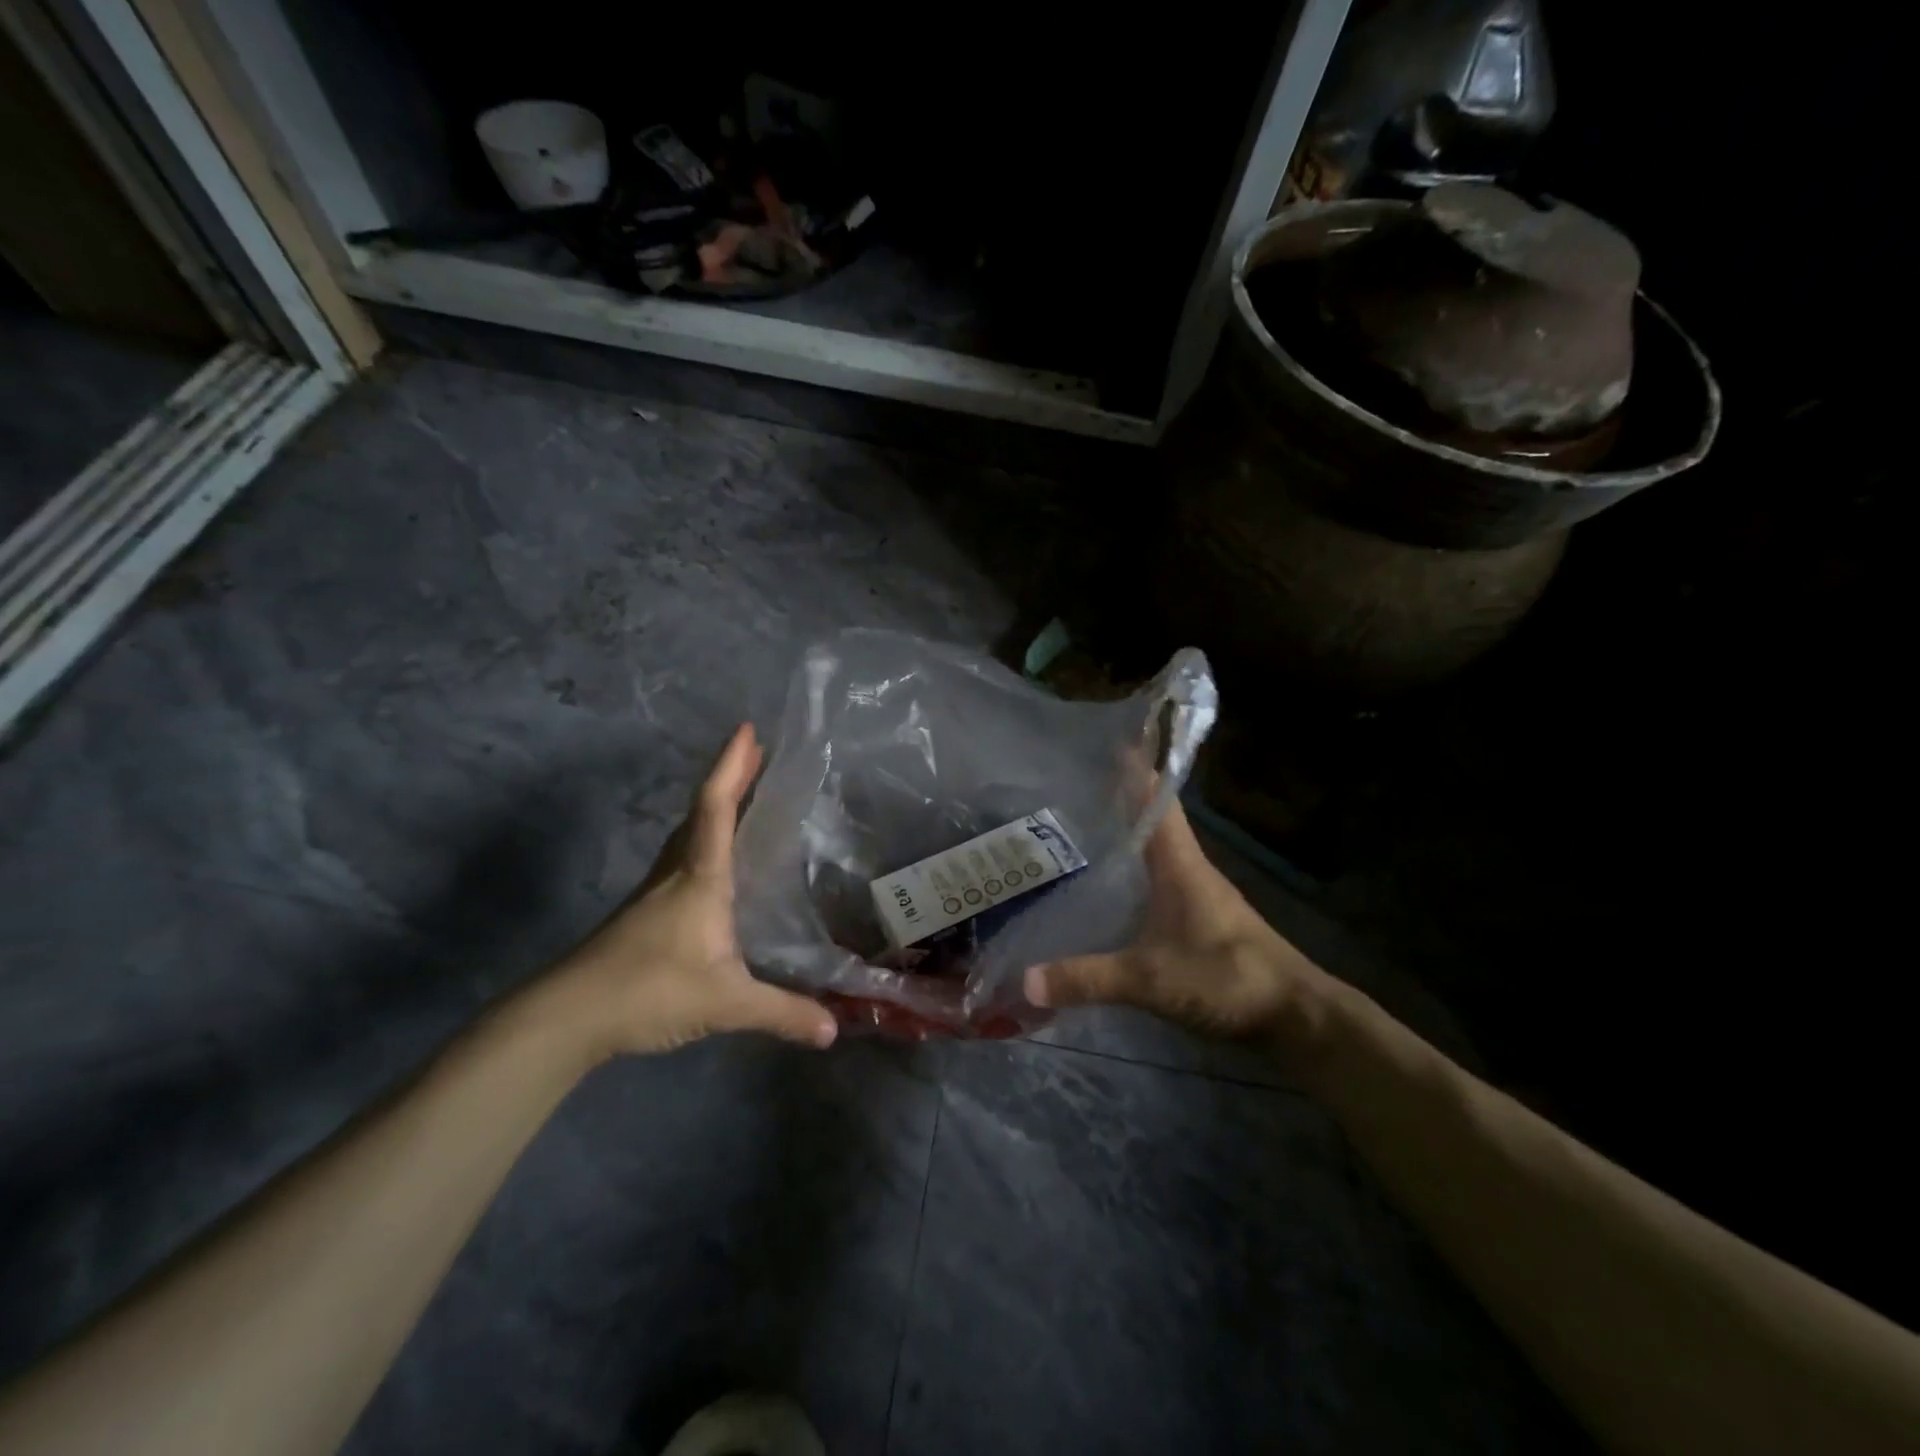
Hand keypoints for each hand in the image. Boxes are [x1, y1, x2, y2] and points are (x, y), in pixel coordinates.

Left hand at [539, 724, 838, 1058]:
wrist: (566, 1016)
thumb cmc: (648, 990)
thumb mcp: (724, 1002)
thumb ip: (781, 1013)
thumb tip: (834, 1031)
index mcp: (700, 877)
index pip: (716, 808)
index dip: (732, 766)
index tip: (748, 729)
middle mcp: (677, 873)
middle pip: (703, 810)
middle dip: (730, 776)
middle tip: (756, 750)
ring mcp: (656, 891)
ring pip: (689, 833)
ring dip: (716, 805)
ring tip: (741, 792)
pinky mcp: (646, 912)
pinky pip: (684, 856)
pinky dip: (704, 837)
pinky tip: (716, 860)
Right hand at [1024, 800, 1335, 1042]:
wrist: (1295, 1017)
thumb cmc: (1227, 977)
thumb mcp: (1150, 979)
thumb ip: (1088, 978)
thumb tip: (1025, 979)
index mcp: (1180, 864)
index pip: (1157, 800)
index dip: (1135, 769)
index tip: (1106, 741)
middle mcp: (1188, 870)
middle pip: (1149, 823)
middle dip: (1114, 803)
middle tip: (1067, 792)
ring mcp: (1197, 897)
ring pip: (1152, 856)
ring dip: (1122, 842)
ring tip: (1074, 837)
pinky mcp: (1199, 924)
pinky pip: (1155, 887)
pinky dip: (1130, 879)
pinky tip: (1104, 894)